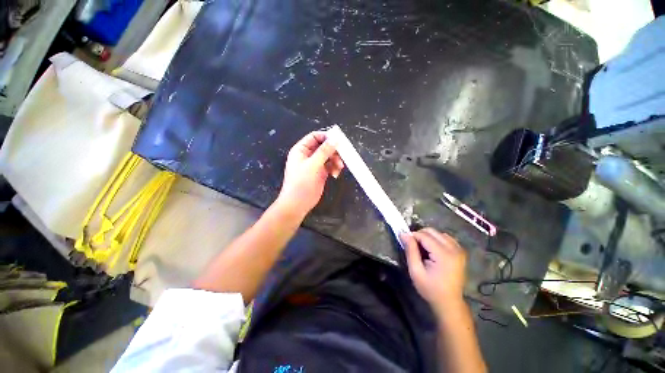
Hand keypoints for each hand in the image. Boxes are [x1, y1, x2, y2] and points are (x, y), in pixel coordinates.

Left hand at [276, 131, 343, 216]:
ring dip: (335, 160)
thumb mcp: (312, 165)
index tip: (338, 140)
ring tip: (339, 167)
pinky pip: (330, 166)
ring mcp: (315, 164)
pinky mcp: (321, 173)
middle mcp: (308, 155)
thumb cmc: (301, 183)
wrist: (298, 204)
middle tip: (342, 155)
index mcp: (301, 150)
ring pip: (328, 156)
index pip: (314, 137)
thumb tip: (335, 139)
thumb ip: (324, 151)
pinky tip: (335, 174)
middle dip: (333, 151)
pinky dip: (334, 168)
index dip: (326, 136)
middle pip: (323, 146)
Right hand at [400, 228, 466, 313]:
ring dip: (428, 237)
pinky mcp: (460, 252)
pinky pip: (446, 238)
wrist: (449, 302)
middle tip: (413, 246)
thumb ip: (410, 250)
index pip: (424, 235)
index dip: (412, 236)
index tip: (405, 242)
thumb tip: (403, 233)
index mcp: (444, 255)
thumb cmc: (430, 289)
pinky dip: (436, 239)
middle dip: (420, 235)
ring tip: (423, 249)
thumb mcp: (416, 271)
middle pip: (432, 231)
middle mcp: (454, 249)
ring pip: (438, 233)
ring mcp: (459, 250)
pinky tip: (432, 250)